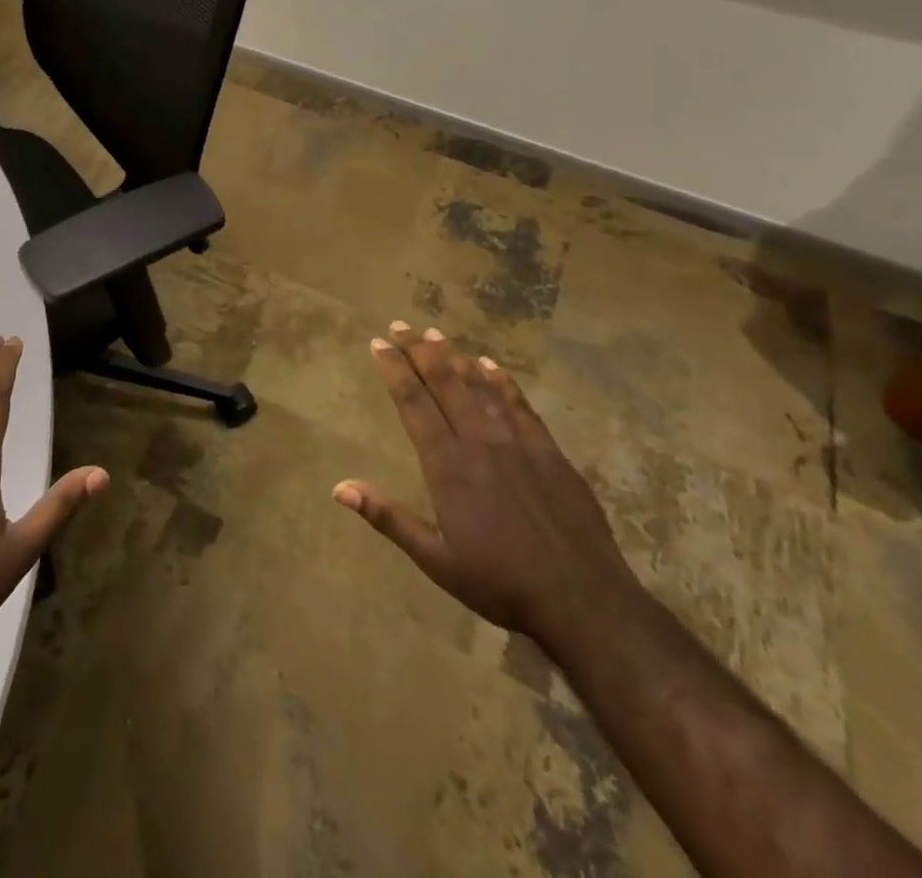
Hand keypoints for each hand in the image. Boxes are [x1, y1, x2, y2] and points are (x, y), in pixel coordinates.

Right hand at [335, 322, 639, 650]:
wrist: (582, 597)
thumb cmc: (500, 582)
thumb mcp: (436, 559)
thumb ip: (388, 517)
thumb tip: (339, 487)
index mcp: (448, 465)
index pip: (413, 404)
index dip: (394, 370)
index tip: (379, 343)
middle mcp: (479, 441)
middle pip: (444, 383)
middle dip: (419, 351)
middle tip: (401, 324)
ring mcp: (517, 441)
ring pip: (480, 386)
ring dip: (455, 357)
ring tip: (435, 334)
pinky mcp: (549, 450)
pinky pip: (519, 403)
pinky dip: (501, 380)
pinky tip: (490, 364)